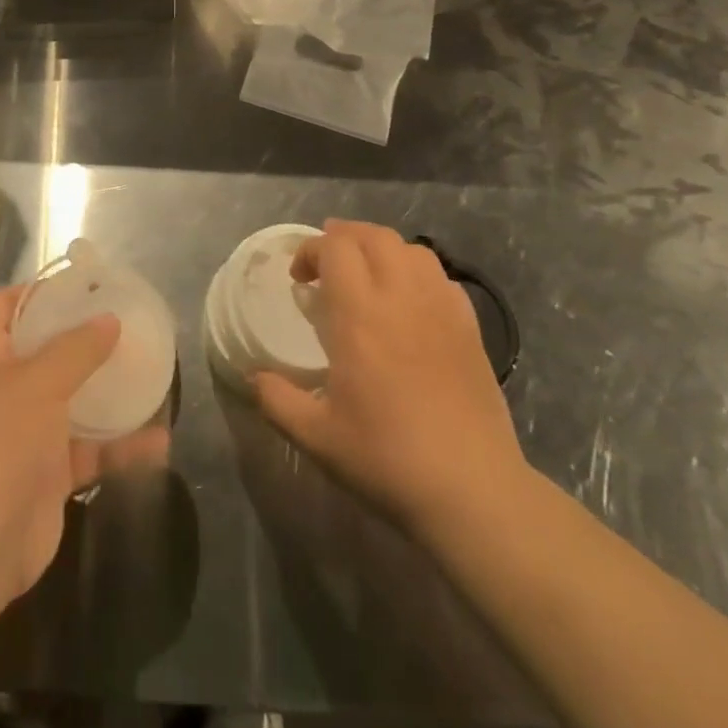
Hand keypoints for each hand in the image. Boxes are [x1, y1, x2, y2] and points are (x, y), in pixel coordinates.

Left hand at [0, 288, 165, 605]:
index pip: (5, 305)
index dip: (39, 290)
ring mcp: (25, 433)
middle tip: (128, 321)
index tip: (83, 283)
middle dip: (83, 338)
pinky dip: (120, 446)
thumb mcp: (38, 382)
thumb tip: (109, 319)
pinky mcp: (47, 475)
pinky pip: (89, 450)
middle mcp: (2, 388)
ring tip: (152, 372)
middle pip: (44, 350)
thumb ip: (77, 348)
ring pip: (72, 400)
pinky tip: (160, 442)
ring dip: (107, 391)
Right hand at [253, 220, 528, 531]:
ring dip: (382, 250)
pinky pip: (441, 277)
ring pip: (412, 249)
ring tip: (367, 276)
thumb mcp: (318, 437)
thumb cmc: (388, 459)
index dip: (311, 250)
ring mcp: (440, 309)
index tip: (299, 279)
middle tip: (326, 266)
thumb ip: (278, 400)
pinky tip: (410, 302)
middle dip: (344, 238)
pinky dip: (418, 274)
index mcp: (359, 316)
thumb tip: (254, 377)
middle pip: (374, 236)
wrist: (473, 491)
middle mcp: (400, 298)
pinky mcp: (470, 328)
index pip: (335, 248)